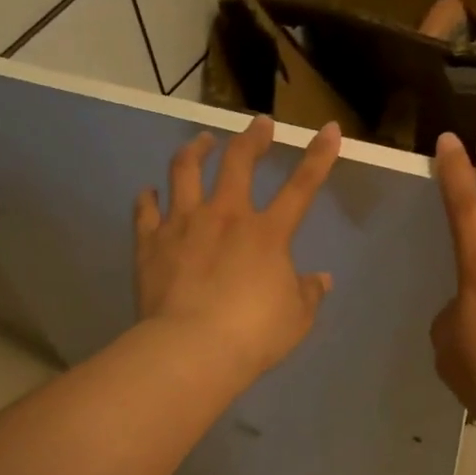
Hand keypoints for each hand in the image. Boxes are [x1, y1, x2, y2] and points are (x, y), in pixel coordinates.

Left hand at [135, 116, 340, 379]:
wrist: (192, 349)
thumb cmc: (253, 336)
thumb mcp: (296, 320)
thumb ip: (308, 294)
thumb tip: (321, 280)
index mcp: (267, 234)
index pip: (301, 187)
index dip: (318, 156)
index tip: (330, 129)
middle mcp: (225, 217)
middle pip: (238, 162)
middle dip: (252, 138)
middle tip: (259, 124)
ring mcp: (183, 225)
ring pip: (185, 171)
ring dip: (195, 151)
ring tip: (201, 141)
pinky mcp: (150, 243)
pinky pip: (145, 211)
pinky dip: (147, 198)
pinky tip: (148, 192)